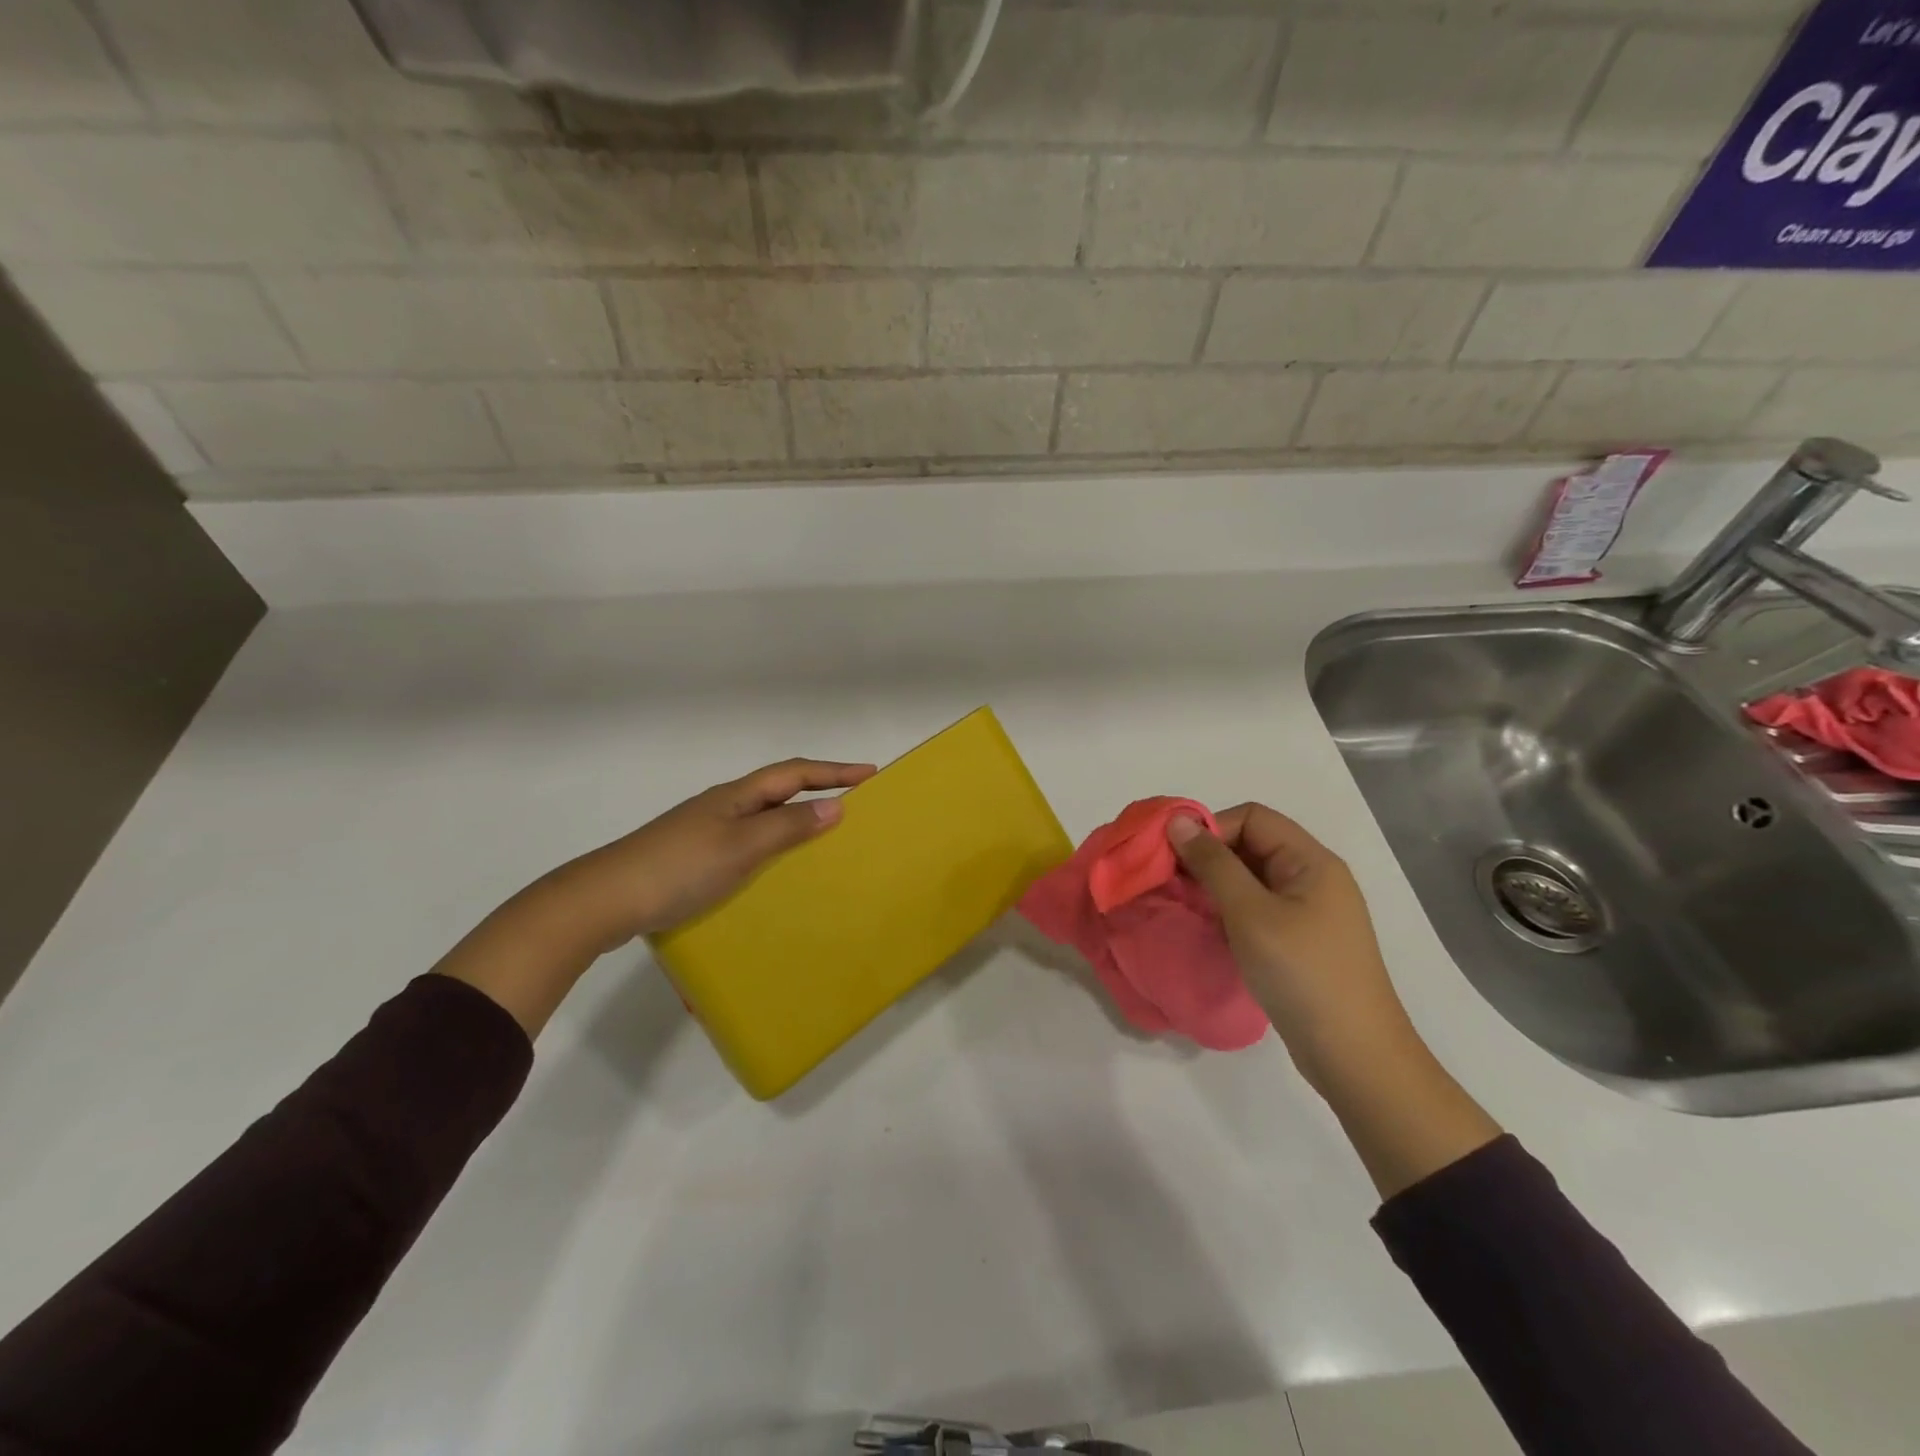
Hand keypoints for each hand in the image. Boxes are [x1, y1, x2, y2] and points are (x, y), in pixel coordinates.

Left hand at [547, 758, 877, 947]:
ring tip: (825, 839)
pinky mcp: (695, 858)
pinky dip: (773, 846)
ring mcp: (707, 832)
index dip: (833, 771)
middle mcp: (724, 807)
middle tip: (854, 805)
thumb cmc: (678, 868)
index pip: (795, 773)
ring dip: (797, 820)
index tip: (870, 773)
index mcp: (737, 796)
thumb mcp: (741, 847)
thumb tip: (837, 806)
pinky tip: (776, 871)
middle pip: (780, 791)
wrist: (605, 900)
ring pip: (764, 817)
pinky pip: (748, 842)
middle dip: (819, 791)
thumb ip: (787, 827)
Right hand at [1167, 804, 1413, 1090]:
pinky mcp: (1301, 941)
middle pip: (1252, 844)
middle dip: (1208, 856)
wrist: (1354, 1055)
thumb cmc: (1302, 973)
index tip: (1174, 856)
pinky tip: (1208, 928)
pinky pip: (1257, 907)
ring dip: (1215, 885)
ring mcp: (1309, 912)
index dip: (1211, 828)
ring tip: (1183, 904)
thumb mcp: (1250, 913)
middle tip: (1170, 881)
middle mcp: (1313, 878)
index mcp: (1311, 861)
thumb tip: (1178, 822)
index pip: (1253, 818)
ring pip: (1251, 878)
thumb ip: (1213, 864)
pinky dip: (1229, 910)